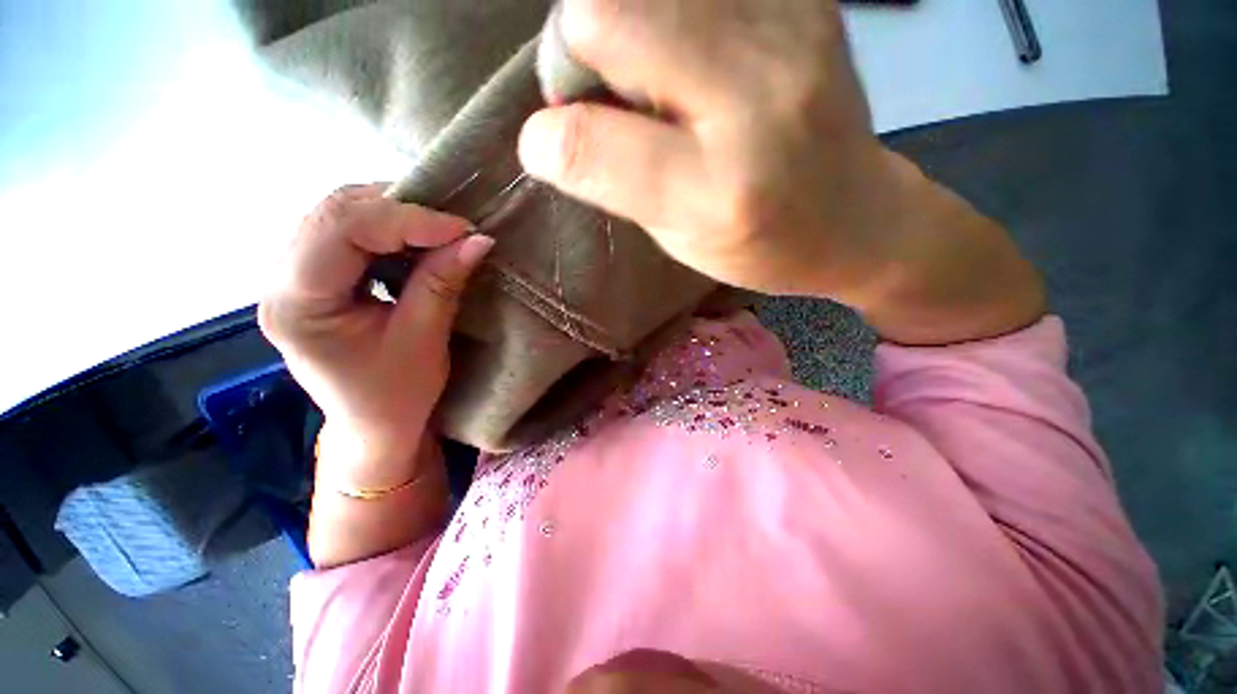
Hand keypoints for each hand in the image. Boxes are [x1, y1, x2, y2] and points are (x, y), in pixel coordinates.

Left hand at [259, 185, 493, 487]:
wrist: (374, 427)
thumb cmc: (397, 396)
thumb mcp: (424, 340)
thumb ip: (443, 282)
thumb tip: (477, 239)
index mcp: (297, 304)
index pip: (341, 231)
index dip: (407, 220)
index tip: (463, 229)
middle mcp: (279, 280)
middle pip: (332, 213)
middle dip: (399, 210)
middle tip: (452, 226)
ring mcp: (292, 275)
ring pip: (337, 215)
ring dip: (392, 216)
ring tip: (437, 231)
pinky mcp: (313, 278)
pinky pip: (345, 233)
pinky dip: (385, 229)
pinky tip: (413, 241)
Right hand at [520, 0, 1045, 344]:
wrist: (857, 218)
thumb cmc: (760, 246)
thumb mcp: (679, 240)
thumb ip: (615, 182)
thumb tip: (546, 134)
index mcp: (714, 190)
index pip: (591, 141)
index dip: (555, 131)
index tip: (562, 138)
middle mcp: (752, 98)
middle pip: (606, 12)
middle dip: (580, 49)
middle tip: (607, 92)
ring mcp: (787, 31)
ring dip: (625, 23)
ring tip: (653, 73)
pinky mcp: (805, 1)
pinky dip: (672, 9)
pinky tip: (693, 50)